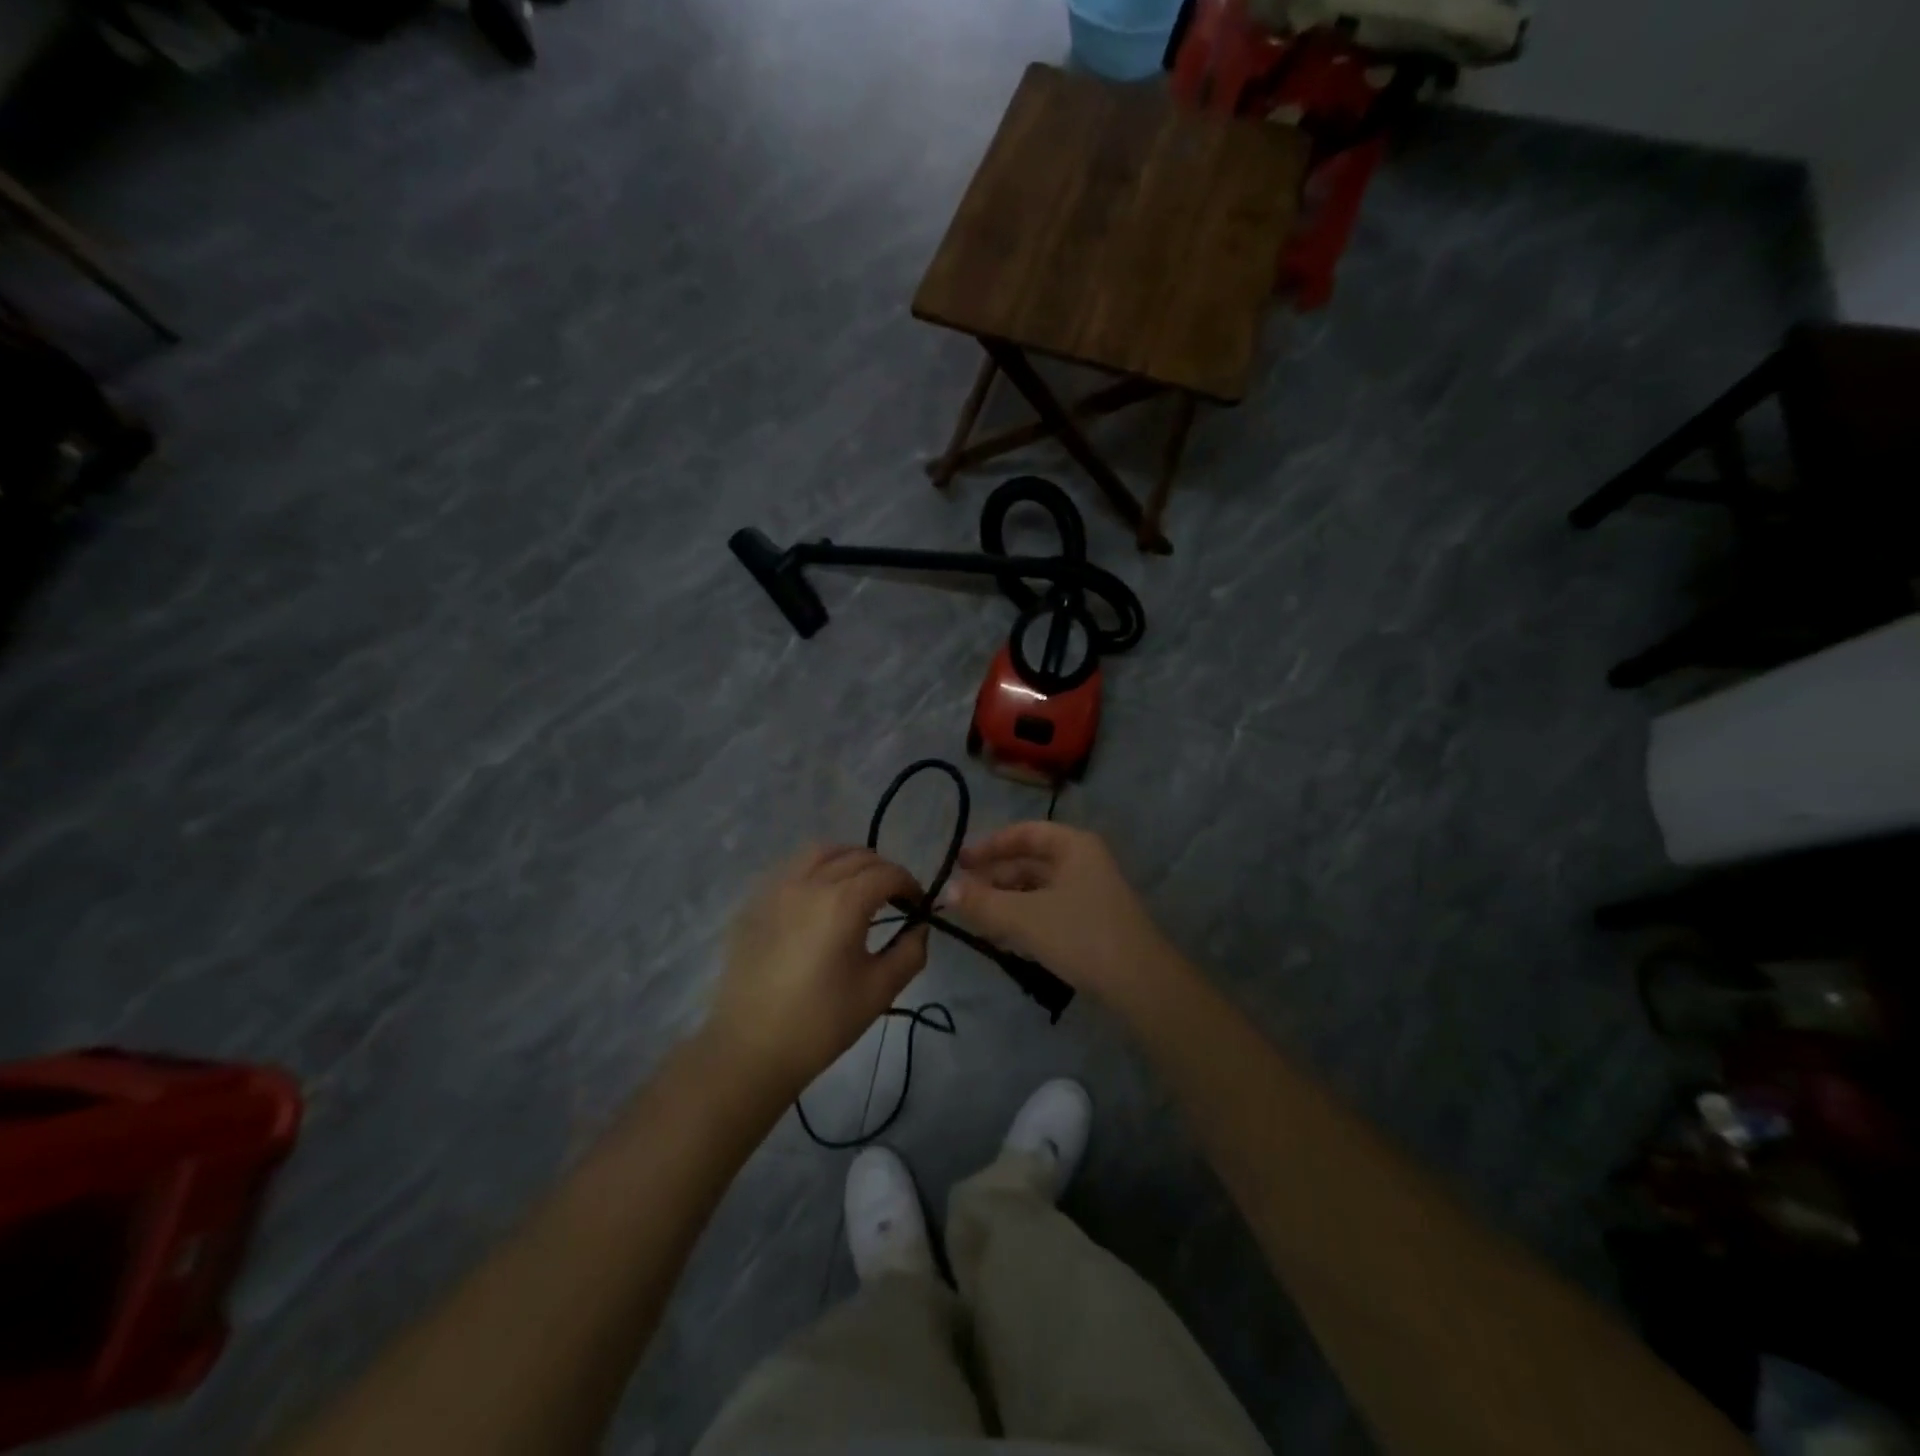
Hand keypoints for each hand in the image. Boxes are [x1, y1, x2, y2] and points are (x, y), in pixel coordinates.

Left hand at [706, 845, 930, 1099]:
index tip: (918, 904)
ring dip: (847, 860)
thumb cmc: (821, 1022)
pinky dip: (815, 869)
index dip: (909, 884)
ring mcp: (777, 888)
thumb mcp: (879, 991)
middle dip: (883, 871)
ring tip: (856, 887)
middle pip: (856, 856)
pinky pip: (791, 868)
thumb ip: (910, 951)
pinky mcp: (754, 902)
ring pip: (820, 851)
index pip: (887, 873)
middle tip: (893, 898)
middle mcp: (810, 882)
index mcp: (843, 902)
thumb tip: (919, 926)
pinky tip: (819, 898)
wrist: (749, 1049)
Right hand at [938, 822, 1184, 1009]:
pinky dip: (1024, 918)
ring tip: (976, 919)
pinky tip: (1004, 937)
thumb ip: (983, 902)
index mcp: (1074, 846)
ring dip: (1006, 900)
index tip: (960, 862)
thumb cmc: (1080, 935)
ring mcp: (1090, 893)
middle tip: (960, 896)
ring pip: (1038, 888)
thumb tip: (946, 890)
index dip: (990, 845)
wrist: (1141, 984)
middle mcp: (1084, 862)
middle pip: (1030, 861)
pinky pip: (1049, 910)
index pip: (1025, 833)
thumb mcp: (1024, 918)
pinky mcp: (1092, 922)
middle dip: (994, 878)